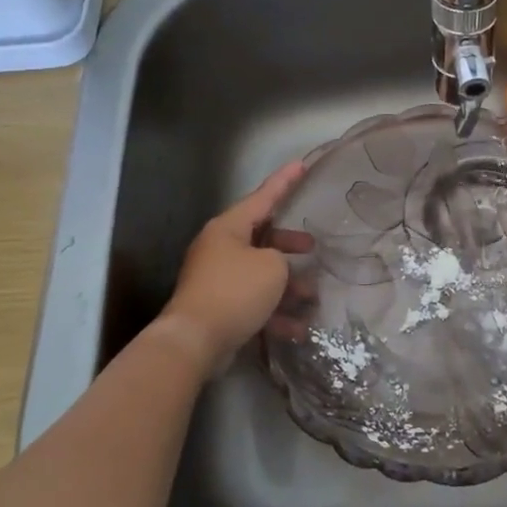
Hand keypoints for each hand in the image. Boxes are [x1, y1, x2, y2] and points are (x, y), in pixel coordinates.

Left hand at [155, 161, 314, 377]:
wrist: (194, 341)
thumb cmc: (235, 291)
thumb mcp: (272, 266)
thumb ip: (281, 258)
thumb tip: (276, 269)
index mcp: (228, 228)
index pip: (262, 197)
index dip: (284, 182)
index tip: (301, 165)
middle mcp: (220, 249)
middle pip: (262, 238)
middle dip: (290, 245)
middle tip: (313, 248)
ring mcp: (218, 279)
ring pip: (261, 274)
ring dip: (288, 286)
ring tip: (312, 297)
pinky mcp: (219, 307)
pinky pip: (254, 302)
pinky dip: (275, 313)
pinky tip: (297, 329)